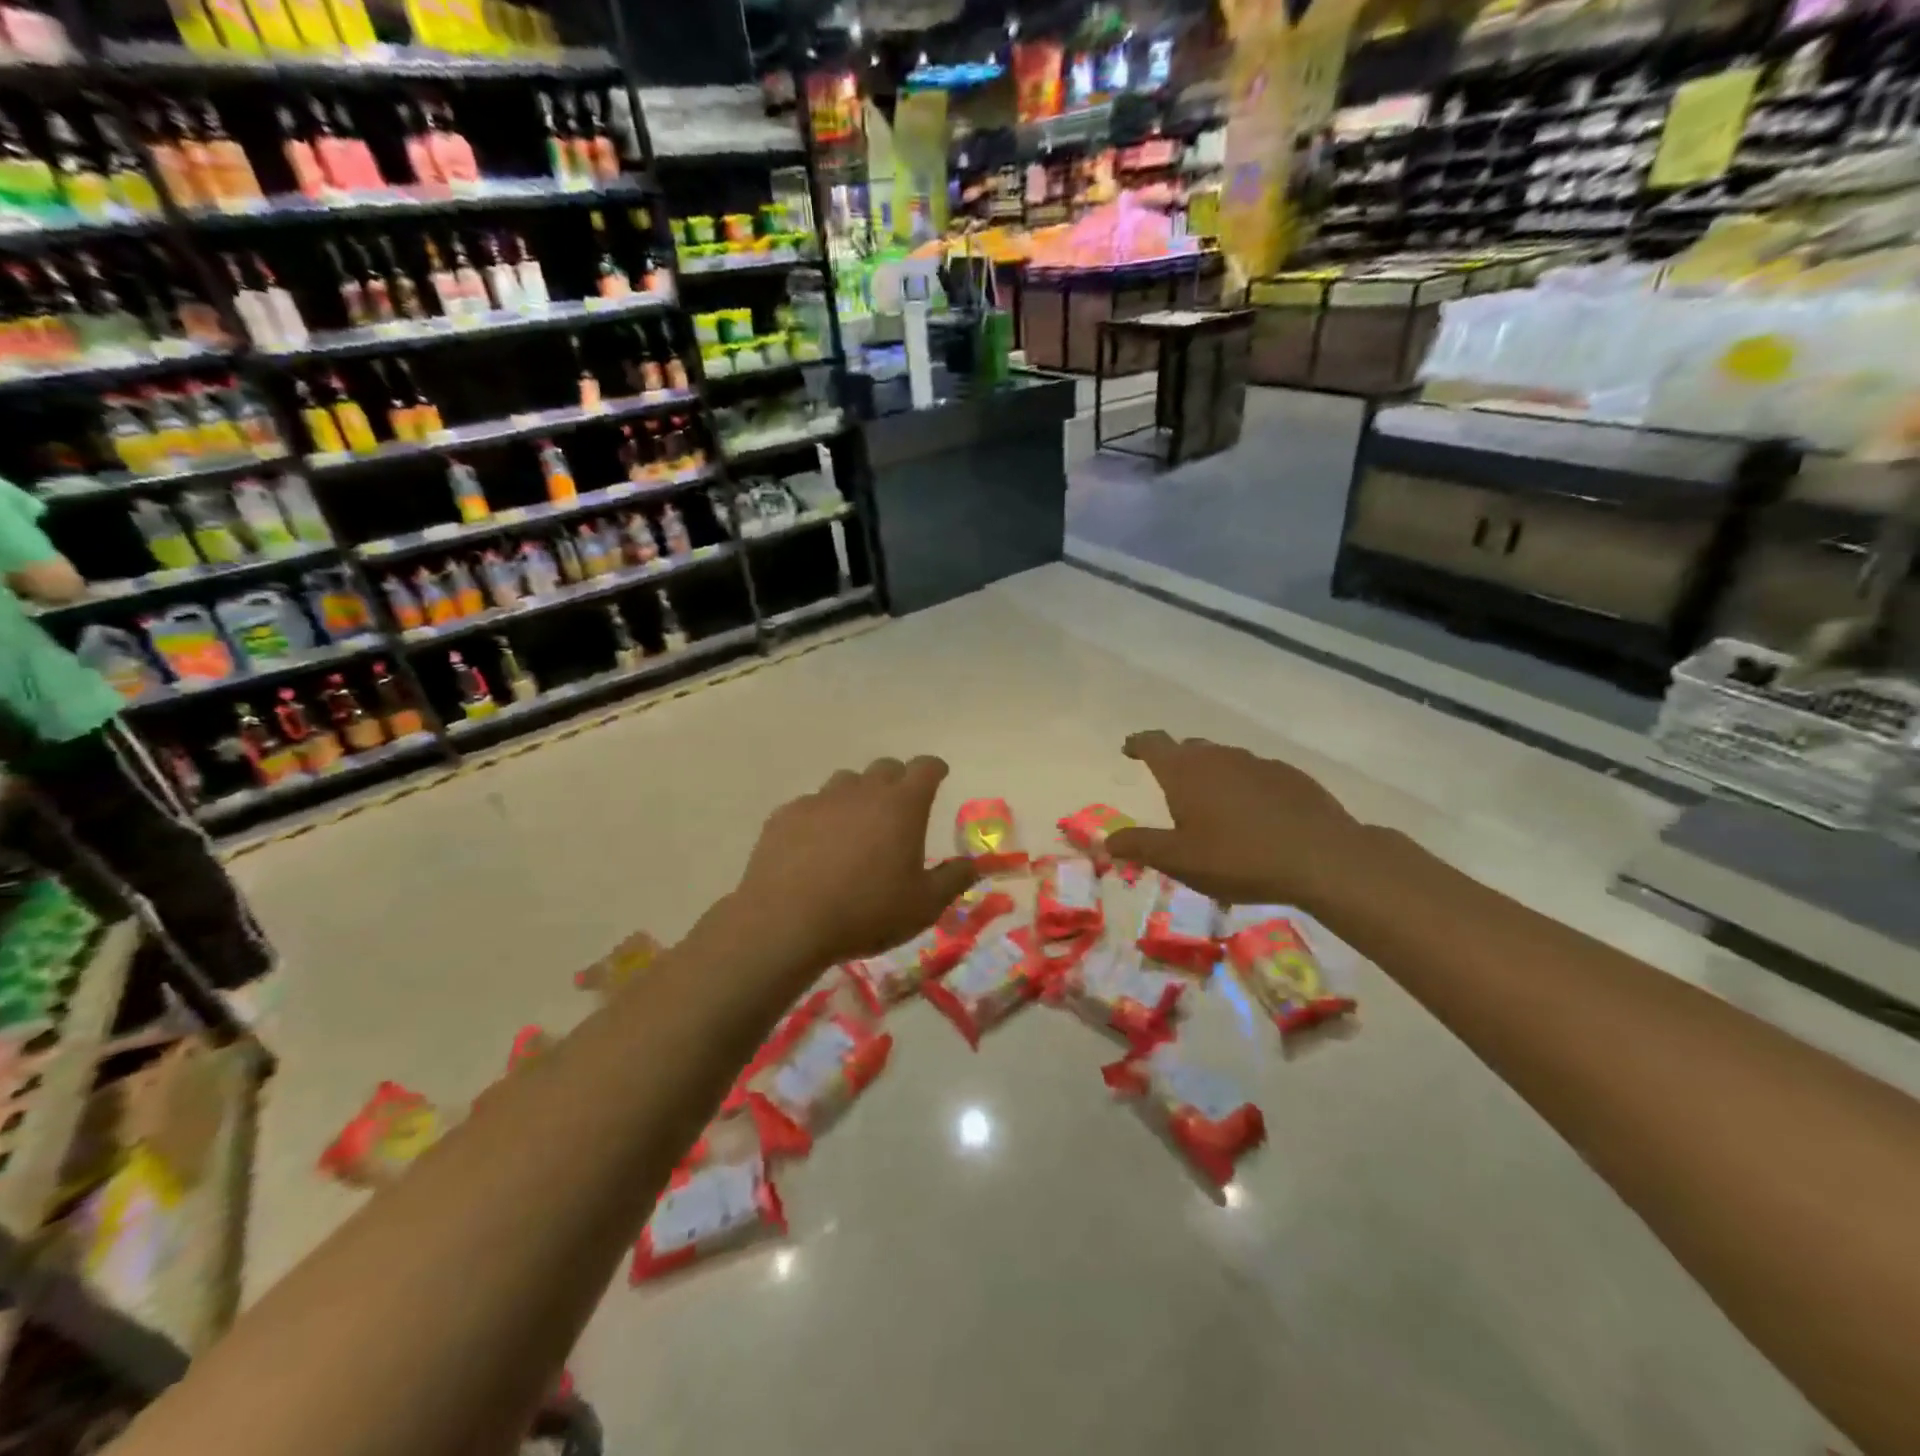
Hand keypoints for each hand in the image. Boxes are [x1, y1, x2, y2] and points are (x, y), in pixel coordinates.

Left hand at [731, 756, 978, 973]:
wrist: (786, 922)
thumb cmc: (866, 912)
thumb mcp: (923, 906)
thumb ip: (953, 880)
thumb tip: (973, 865)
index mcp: (901, 806)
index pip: (925, 768)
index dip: (934, 768)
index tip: (938, 775)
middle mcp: (862, 791)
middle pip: (885, 768)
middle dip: (897, 780)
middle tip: (899, 807)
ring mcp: (820, 800)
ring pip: (845, 782)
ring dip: (858, 795)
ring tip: (857, 827)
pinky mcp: (786, 815)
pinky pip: (811, 805)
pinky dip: (821, 817)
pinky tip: (816, 846)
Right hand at [1106, 731, 1365, 909]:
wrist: (1321, 857)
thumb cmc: (1238, 858)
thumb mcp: (1179, 860)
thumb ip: (1140, 846)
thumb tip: (1106, 840)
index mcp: (1185, 771)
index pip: (1153, 743)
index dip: (1138, 744)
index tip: (1129, 749)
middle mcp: (1218, 756)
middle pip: (1189, 748)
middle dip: (1176, 762)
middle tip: (1171, 788)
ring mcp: (1257, 762)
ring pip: (1223, 759)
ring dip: (1212, 775)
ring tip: (1213, 806)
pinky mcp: (1289, 776)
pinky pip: (1255, 773)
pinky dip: (1245, 787)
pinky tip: (1254, 816)